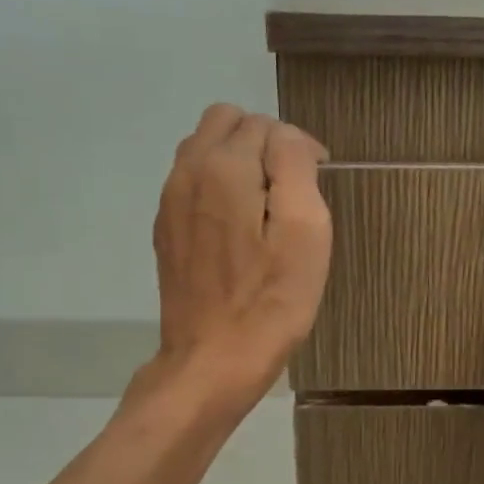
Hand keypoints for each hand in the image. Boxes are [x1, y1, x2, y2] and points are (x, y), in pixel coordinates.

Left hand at [140, 104, 331, 413]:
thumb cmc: (271, 301)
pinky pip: (192, 181)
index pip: (265, 124)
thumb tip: (287, 138)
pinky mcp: (165, 230)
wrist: (213, 361)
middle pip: (226, 122)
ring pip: (204, 148)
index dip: (298, 148)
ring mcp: (170, 202)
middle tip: (291, 189)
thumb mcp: (305, 230)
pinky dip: (219, 186)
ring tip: (266, 206)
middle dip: (263, 142)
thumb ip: (295, 166)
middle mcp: (187, 172)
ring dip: (239, 160)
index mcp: (224, 167)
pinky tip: (239, 229)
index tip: (318, 183)